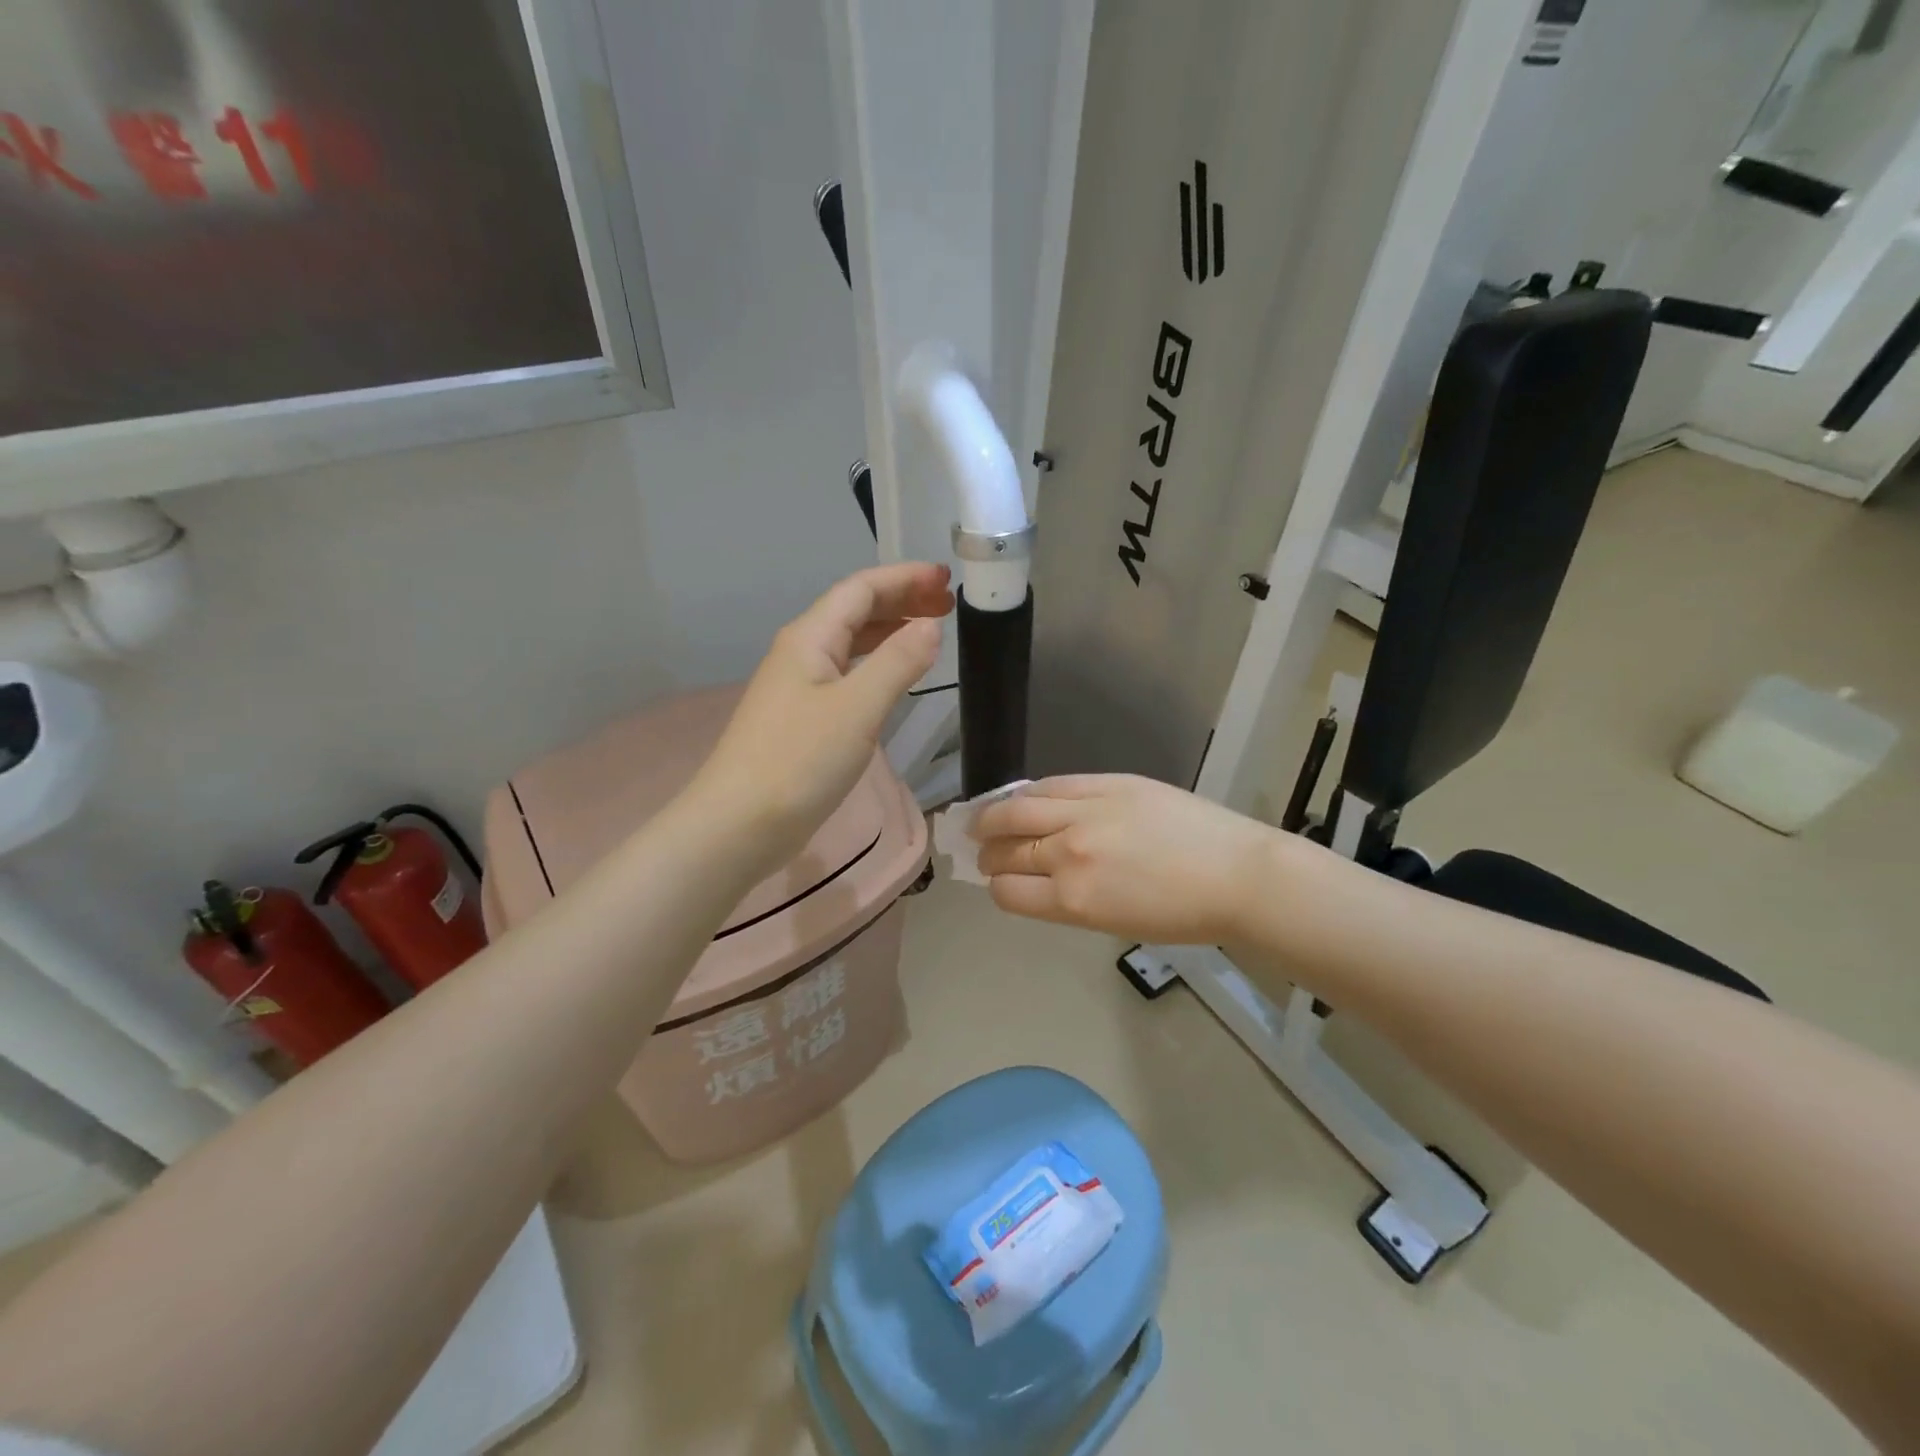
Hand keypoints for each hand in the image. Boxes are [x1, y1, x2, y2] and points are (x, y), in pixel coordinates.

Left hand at [690, 562, 952, 871]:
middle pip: (854, 611)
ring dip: (889, 631)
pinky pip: (846, 674)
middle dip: (900, 600)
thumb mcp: (857, 708)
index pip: (861, 589)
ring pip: (850, 643)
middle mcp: (801, 653)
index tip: (947, 578)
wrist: (739, 825)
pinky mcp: (801, 720)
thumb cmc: (799, 761)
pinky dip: (876, 665)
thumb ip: (898, 663)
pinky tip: (893, 679)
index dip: (904, 578)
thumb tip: (930, 627)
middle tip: (947, 603)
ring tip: (929, 632)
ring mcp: (798, 687)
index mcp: (810, 638)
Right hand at [972, 774, 1285, 943]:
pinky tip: (1023, 796)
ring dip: (992, 816)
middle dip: (988, 852)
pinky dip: (1029, 792)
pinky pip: (1052, 784)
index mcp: (1072, 900)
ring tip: (985, 818)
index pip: (1007, 891)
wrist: (1237, 875)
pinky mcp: (1107, 783)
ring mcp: (1087, 813)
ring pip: (1018, 808)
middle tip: (983, 850)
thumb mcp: (1114, 922)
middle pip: (1007, 849)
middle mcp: (1069, 854)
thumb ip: (1068, 900)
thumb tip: (1038, 880)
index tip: (998, 881)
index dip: (996, 887)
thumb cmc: (1182, 914)